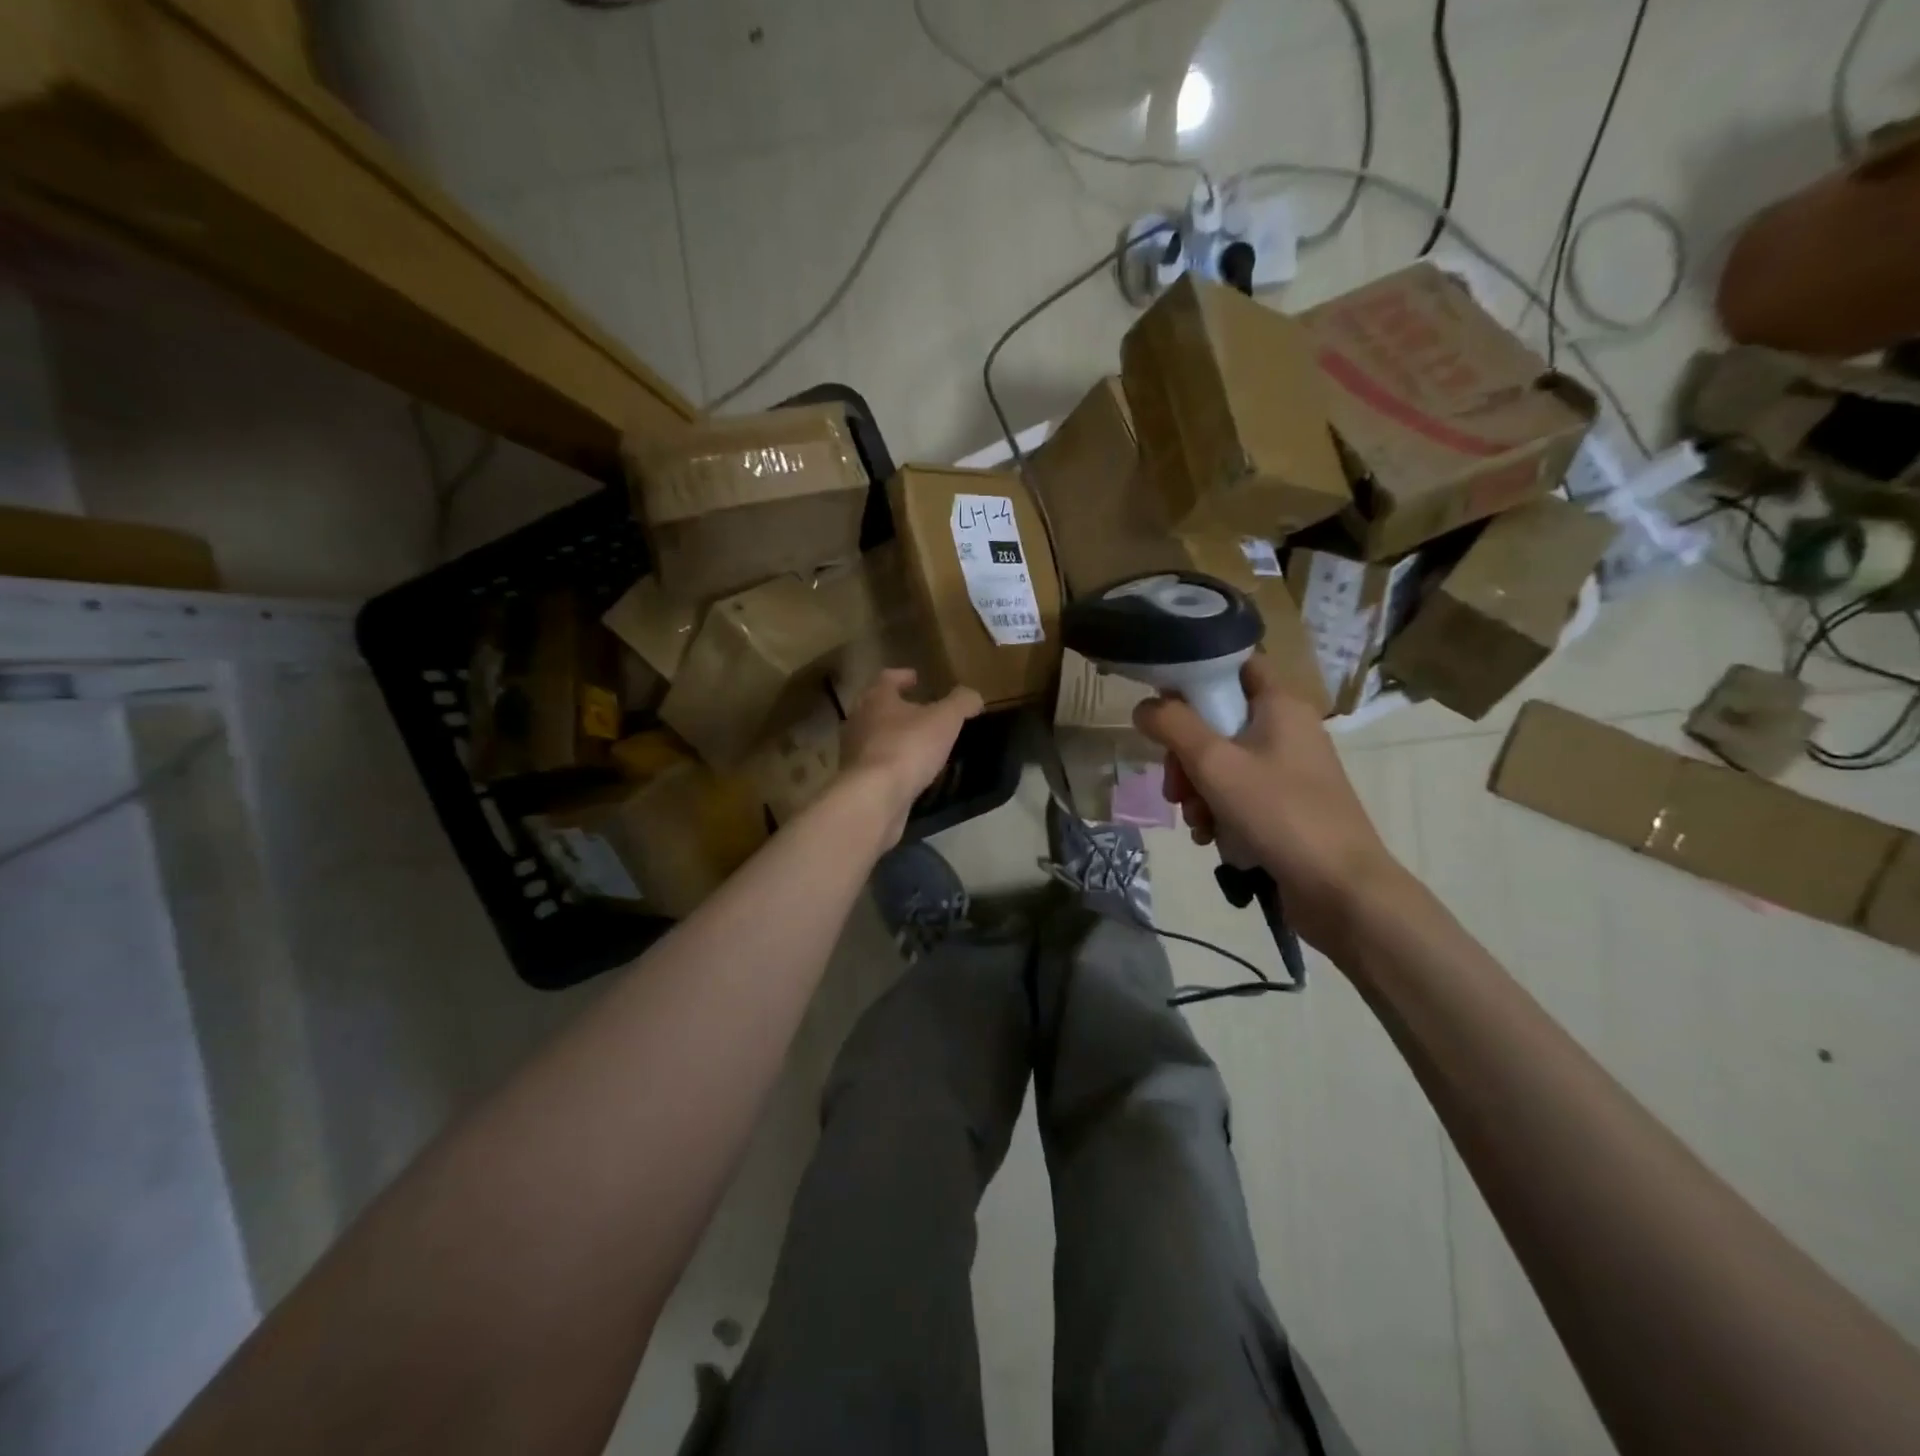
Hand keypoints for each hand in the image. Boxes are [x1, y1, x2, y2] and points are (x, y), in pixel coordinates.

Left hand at [840, 669, 983, 839]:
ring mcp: (854, 753)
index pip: (887, 678)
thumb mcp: (945, 719)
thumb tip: (973, 696)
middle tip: (919, 710)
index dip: (903, 676)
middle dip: (897, 707)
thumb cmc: (908, 747)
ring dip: (894, 737)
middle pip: (876, 707)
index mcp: (877, 699)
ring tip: (918, 744)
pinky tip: (910, 772)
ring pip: (875, 737)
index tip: (916, 678)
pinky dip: (892, 764)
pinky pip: (877, 766)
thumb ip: (961, 703)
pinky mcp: (857, 781)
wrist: (874, 797)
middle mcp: (859, 721)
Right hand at [1132, 655, 1405, 948]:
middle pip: (1218, 721)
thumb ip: (1173, 726)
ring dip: (1197, 790)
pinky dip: (1218, 811)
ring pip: (1223, 762)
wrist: (1341, 890)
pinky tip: (1210, 837)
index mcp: (1280, 705)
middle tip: (1174, 786)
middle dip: (1185, 755)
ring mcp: (1289, 771)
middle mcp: (1287, 730)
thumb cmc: (1280, 813)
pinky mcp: (1287, 806)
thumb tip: (1144, 707)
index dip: (1197, 676)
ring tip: (1196, 822)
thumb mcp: (1215, 764)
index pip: (1235, 665)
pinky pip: (1238, 794)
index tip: (1163, 705)